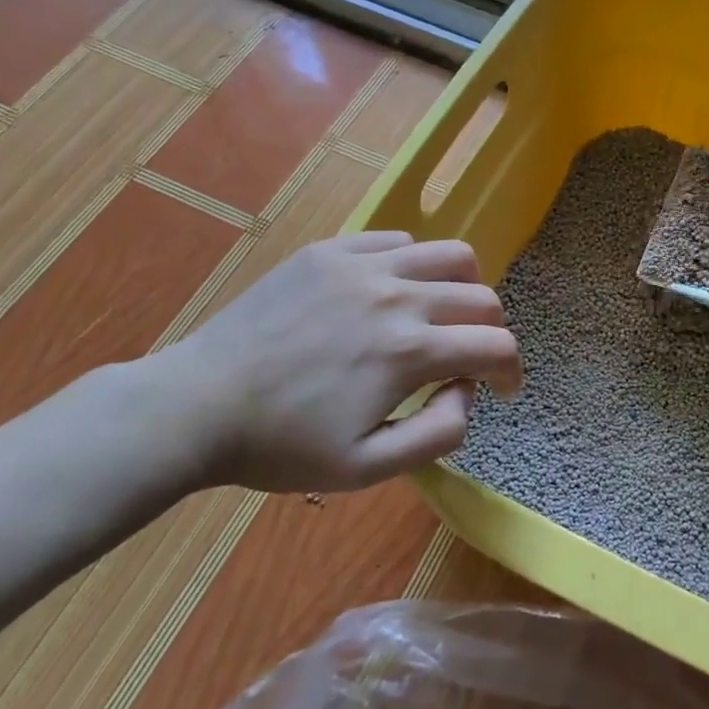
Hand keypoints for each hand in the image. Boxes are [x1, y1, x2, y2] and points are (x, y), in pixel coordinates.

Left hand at [150, 232, 522, 492]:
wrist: (196, 405)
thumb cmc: (281, 445)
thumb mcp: (366, 468)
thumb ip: (438, 433)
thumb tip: (467, 391)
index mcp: (409, 352)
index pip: (496, 346)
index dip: (512, 371)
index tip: (503, 388)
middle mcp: (398, 296)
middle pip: (482, 298)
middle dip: (492, 332)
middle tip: (471, 358)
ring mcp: (362, 266)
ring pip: (450, 255)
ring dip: (464, 287)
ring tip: (444, 312)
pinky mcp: (331, 251)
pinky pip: (396, 241)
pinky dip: (413, 265)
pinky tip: (392, 292)